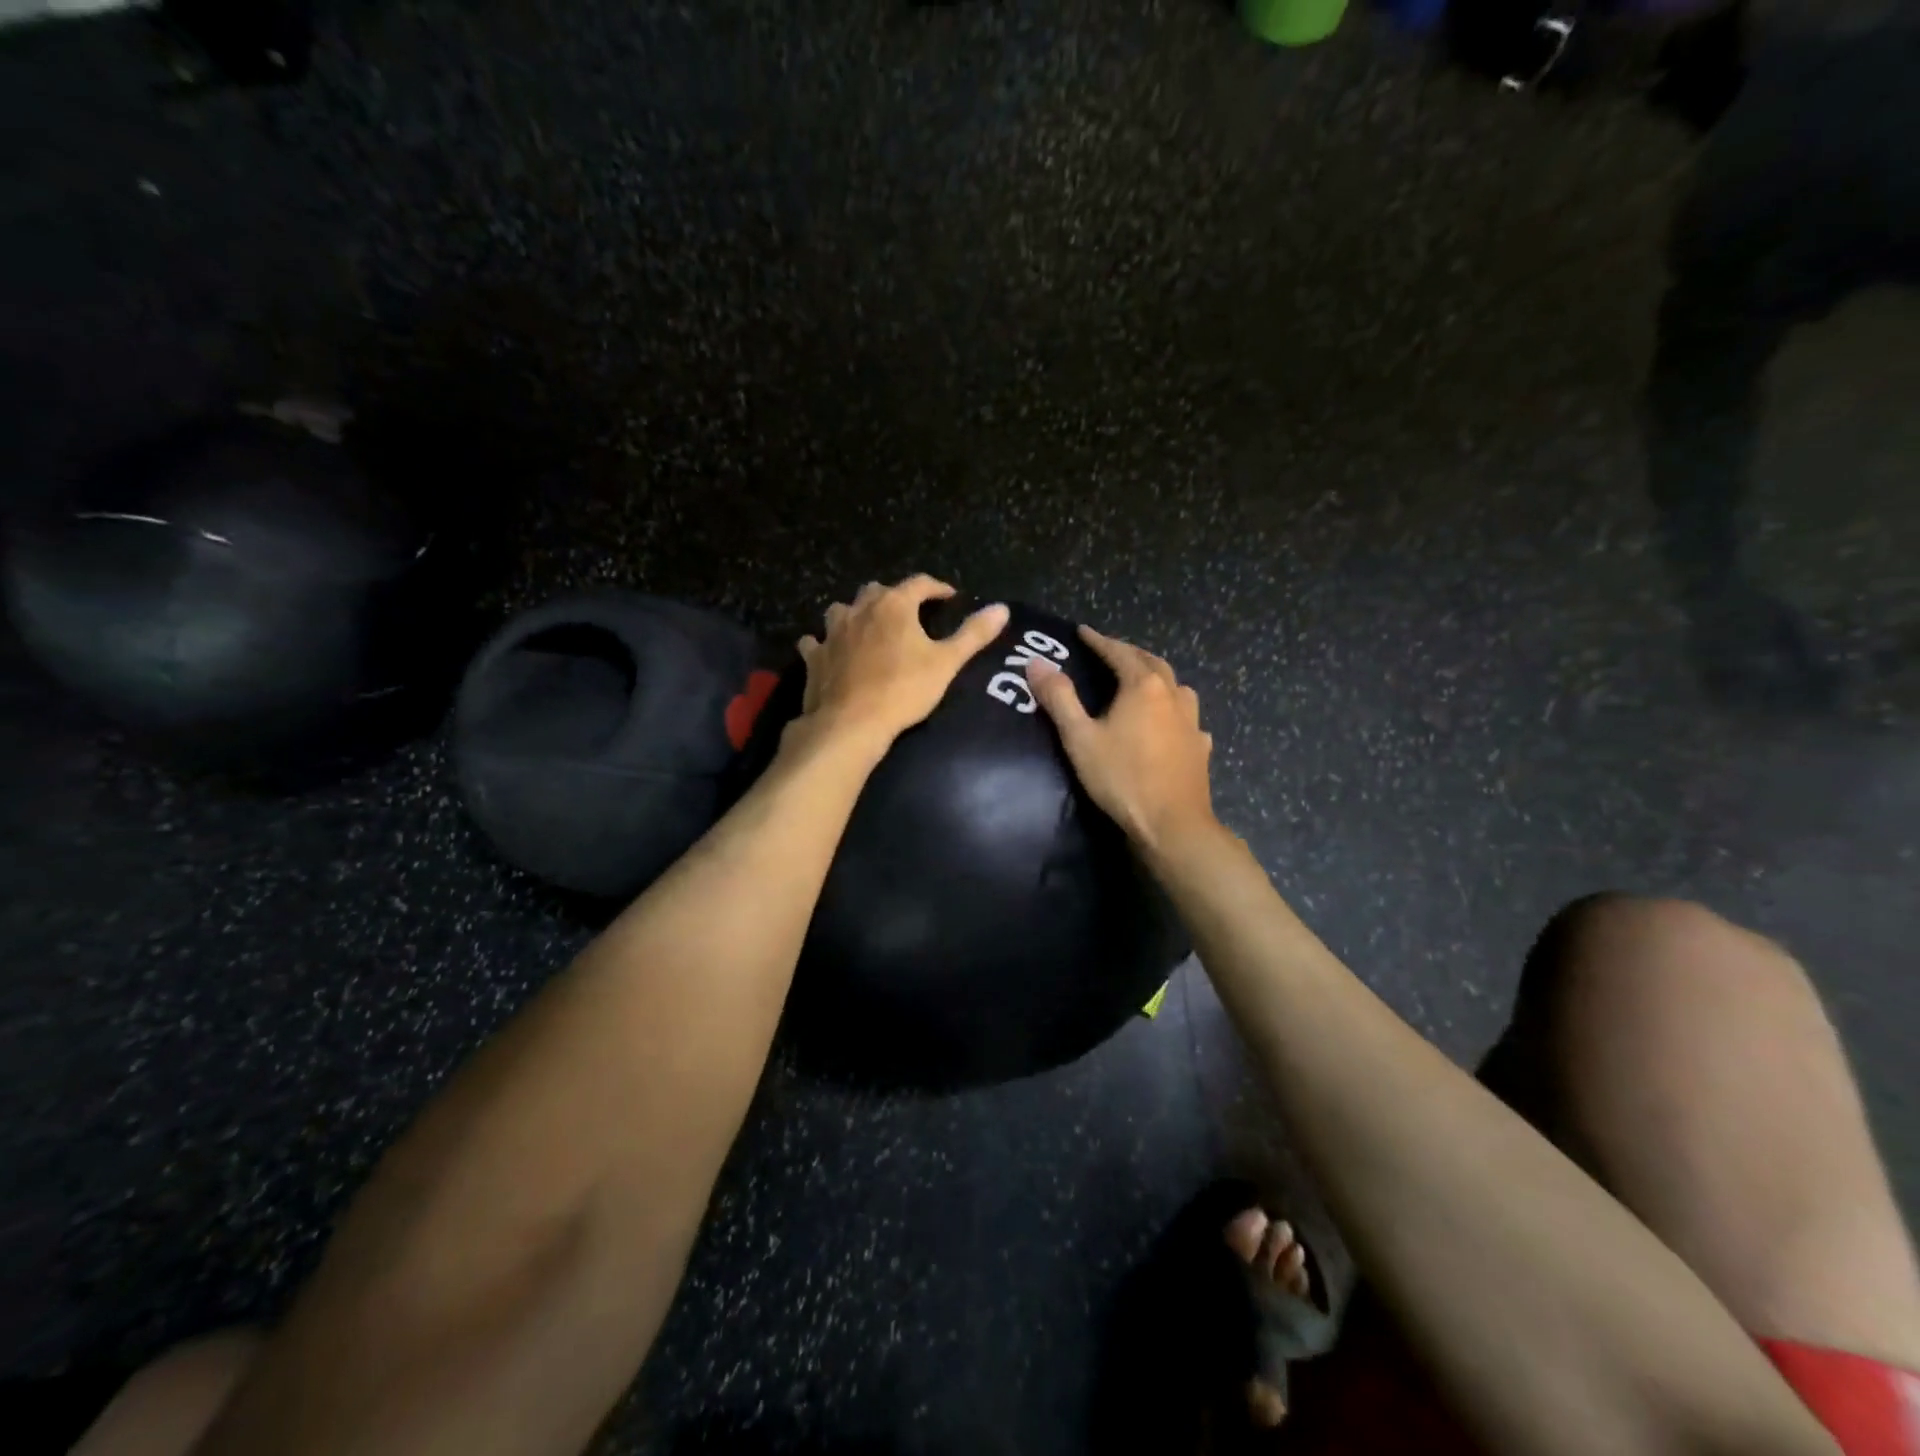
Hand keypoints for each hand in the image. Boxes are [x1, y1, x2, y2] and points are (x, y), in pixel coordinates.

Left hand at [795, 576, 1009, 748]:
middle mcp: (860, 609)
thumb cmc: (903, 690)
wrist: (851, 723)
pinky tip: (829, 652)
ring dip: (855, 614)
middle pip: (877, 591)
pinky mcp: (814, 657)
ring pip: (842, 610)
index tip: (949, 597)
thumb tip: (1002, 608)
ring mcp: (832, 632)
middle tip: (908, 613)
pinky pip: (816, 642)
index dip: (937, 588)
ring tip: (867, 628)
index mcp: (894, 605)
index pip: (919, 583)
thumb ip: (973, 634)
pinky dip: (824, 643)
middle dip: (894, 597)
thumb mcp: (947, 663)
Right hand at [1025, 626, 1217, 852]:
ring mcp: (1192, 721)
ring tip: (1142, 681)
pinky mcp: (1200, 746)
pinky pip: (1187, 716)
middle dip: (1129, 653)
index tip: (1082, 632)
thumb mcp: (1080, 738)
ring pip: (1176, 686)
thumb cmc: (1122, 778)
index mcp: (1143, 687)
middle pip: (1152, 662)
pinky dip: (1174, 709)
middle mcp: (1173, 695)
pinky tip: (1170, 723)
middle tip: (1110, 651)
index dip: (1099, 641)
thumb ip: (1059, 698)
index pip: (1119, 652)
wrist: (1173, 824)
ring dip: (1157, 676)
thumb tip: (1036, 662)